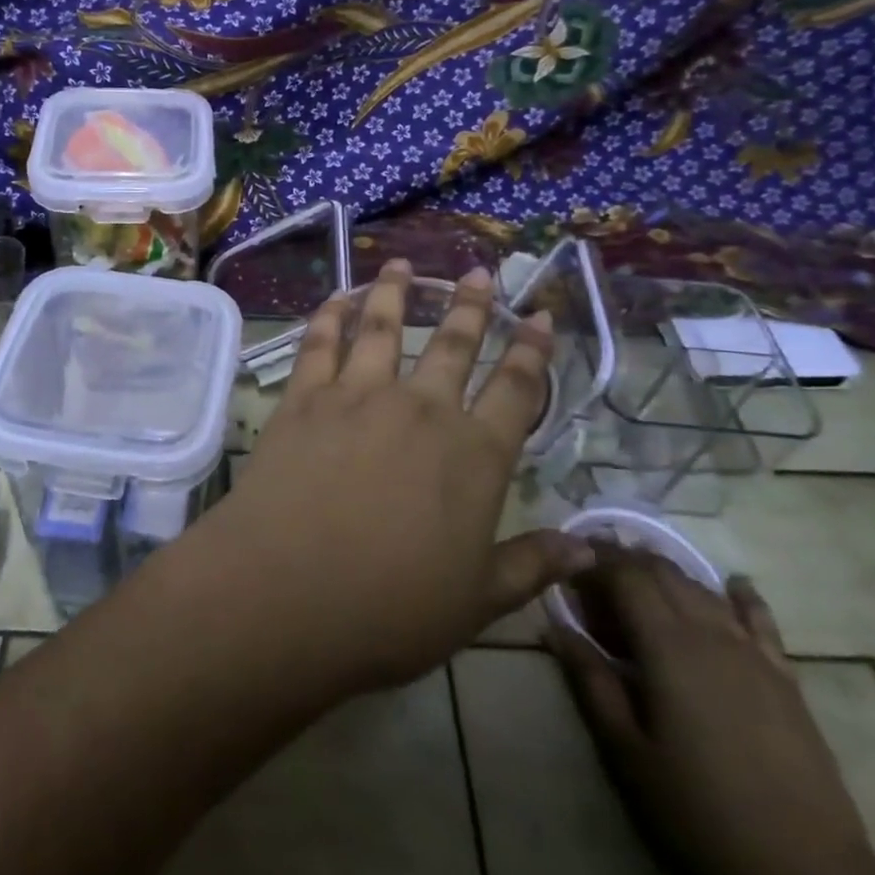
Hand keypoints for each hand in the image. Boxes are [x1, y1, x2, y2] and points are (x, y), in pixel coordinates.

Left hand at [208, 259, 592, 694]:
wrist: (285, 593)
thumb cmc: (388, 610)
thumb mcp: (475, 603)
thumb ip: (530, 566)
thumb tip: (589, 551)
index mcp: (475, 456)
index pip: (516, 390)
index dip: (533, 351)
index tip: (541, 317)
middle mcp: (422, 410)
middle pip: (454, 343)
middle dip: (472, 306)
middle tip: (481, 273)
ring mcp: (358, 396)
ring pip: (383, 326)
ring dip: (396, 291)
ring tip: (404, 264)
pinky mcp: (304, 397)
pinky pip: (320, 341)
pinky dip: (330, 313)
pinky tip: (336, 296)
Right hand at [546, 552, 874, 874]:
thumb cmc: (700, 812)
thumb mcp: (627, 752)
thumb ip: (591, 682)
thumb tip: (555, 628)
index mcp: (667, 647)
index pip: (625, 576)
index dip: (594, 561)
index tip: (567, 566)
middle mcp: (711, 634)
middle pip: (664, 573)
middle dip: (625, 560)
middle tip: (592, 570)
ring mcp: (754, 655)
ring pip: (704, 589)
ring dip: (668, 573)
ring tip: (639, 576)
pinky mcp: (785, 680)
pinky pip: (759, 620)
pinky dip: (739, 596)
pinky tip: (732, 586)